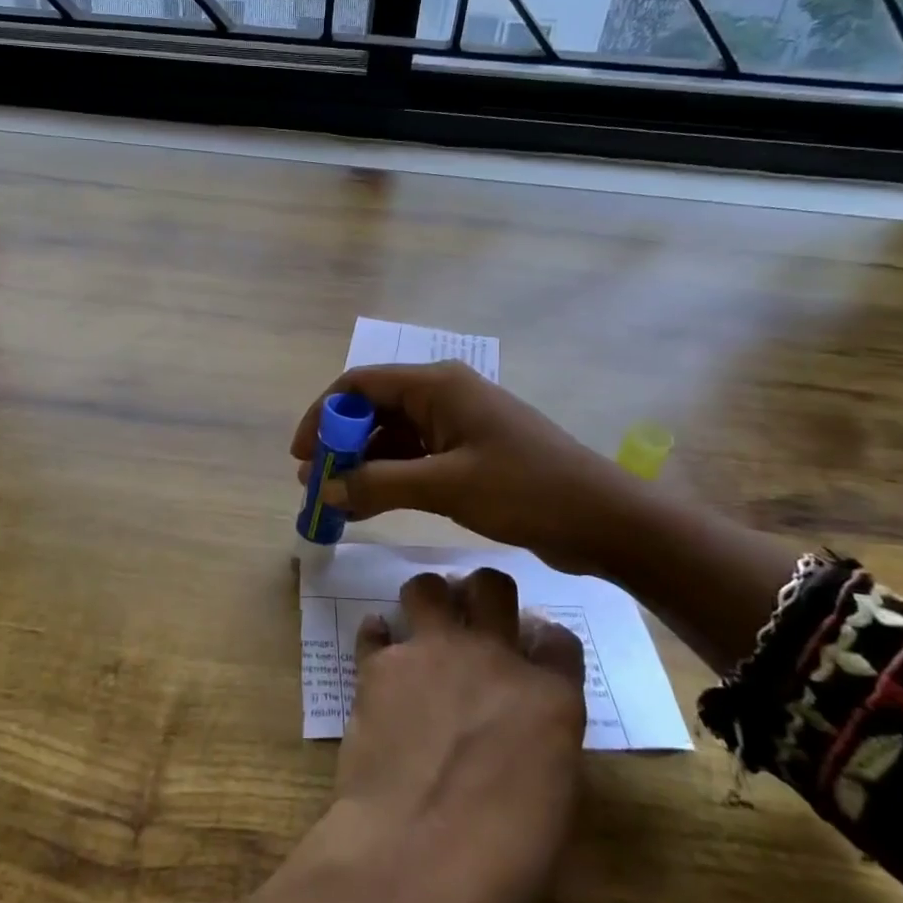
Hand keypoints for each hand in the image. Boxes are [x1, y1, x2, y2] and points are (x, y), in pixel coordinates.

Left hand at [110, 568, 586, 902]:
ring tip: (424, 625)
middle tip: (473, 620)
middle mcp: (492, 657)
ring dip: (429, 600)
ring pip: (428, 586)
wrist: (417, 861)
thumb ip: (544, 740)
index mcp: (550, 696)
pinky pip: (374, 628)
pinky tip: (379, 654)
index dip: (544, 640)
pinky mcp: (379, 665)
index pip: (559, 639)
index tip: (531, 649)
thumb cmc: (504, 863)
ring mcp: (432, 652)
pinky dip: (377, 635)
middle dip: (484, 595)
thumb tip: (525, 718)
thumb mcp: (554, 801)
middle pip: (493, 586)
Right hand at [291, 361, 629, 575]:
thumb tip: (325, 487)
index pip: (360, 385)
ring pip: (393, 437)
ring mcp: (458, 424)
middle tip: (316, 486)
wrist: (602, 518)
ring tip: (337, 503)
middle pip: (374, 410)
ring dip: (363, 466)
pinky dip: (390, 479)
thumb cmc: (524, 490)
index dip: (323, 415)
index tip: (301, 455)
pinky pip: (416, 458)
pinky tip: (369, 508)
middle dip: (341, 445)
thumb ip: (379, 483)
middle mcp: (443, 395)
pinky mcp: (470, 452)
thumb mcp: (445, 486)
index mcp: (437, 385)